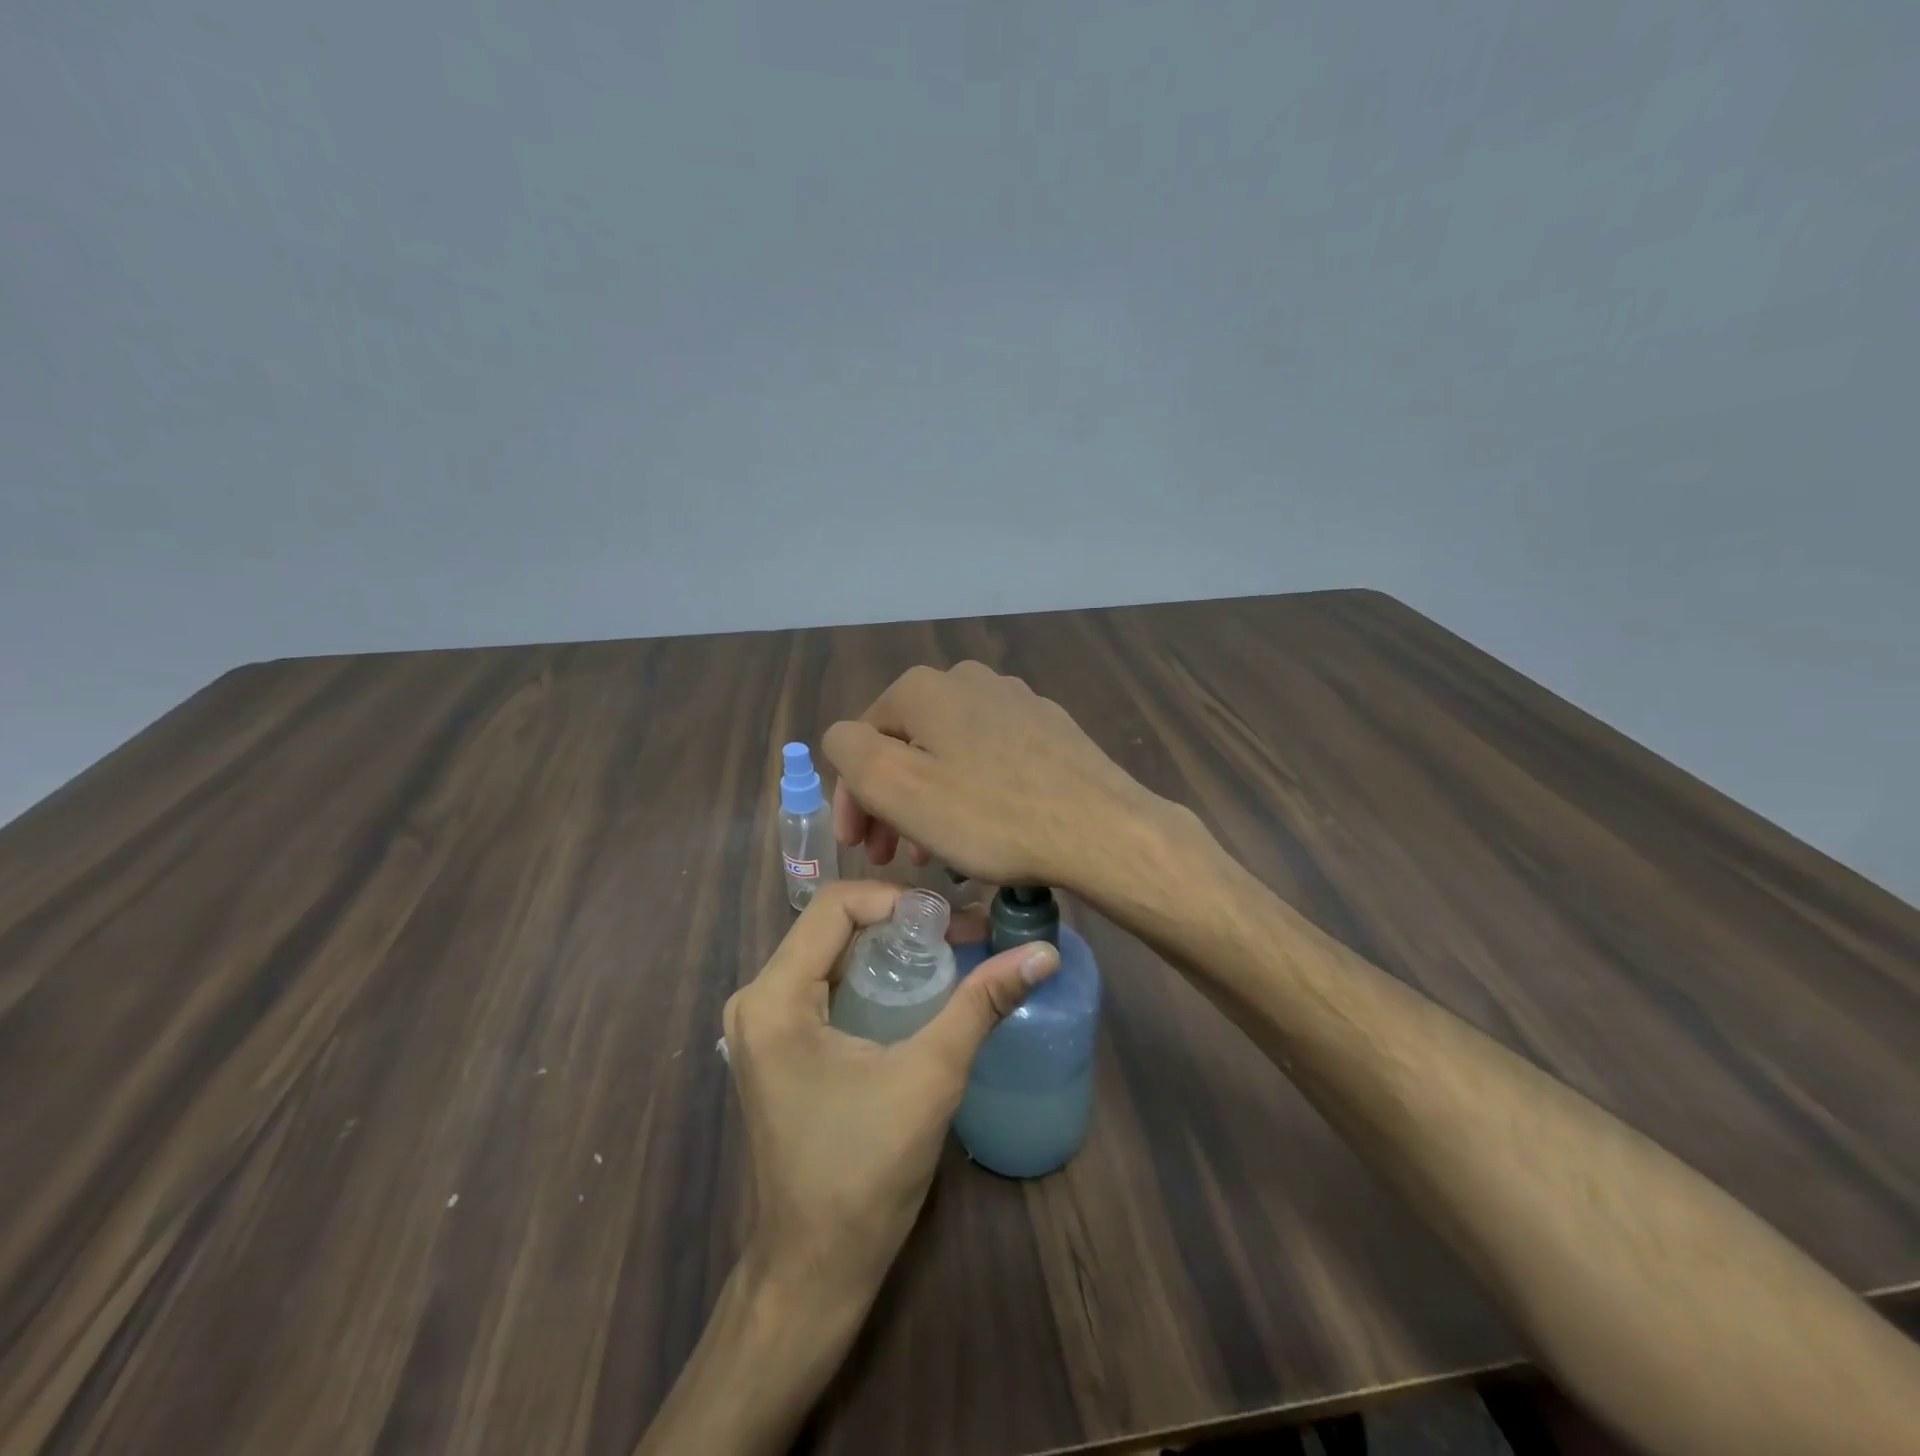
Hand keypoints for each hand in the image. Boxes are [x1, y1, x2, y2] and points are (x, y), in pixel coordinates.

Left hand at [722, 880, 1058, 1309]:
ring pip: (830, 953)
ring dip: (888, 948)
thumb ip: (982, 1004)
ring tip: (949, 953)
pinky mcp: (777, 1046)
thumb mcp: (930, 1077)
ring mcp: (763, 1025)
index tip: (952, 919)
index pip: (836, 905)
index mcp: (774, 997)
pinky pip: (825, 984)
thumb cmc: (865, 1173)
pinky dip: (871, 975)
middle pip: (832, 927)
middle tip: (962, 933)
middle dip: (899, 923)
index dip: (897, 900)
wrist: (815, 1269)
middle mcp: (757, 999)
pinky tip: (916, 988)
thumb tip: (1043, 953)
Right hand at [822, 661, 1177, 891]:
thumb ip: (850, 751)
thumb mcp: (897, 786)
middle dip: (891, 802)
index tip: (860, 848)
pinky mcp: (1050, 728)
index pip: (861, 740)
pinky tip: (985, 830)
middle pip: (908, 745)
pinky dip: (973, 793)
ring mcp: (1016, 700)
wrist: (1100, 829)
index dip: (853, 797)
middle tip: (892, 856)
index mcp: (925, 688)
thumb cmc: (989, 814)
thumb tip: (845, 738)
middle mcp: (968, 679)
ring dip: (930, 802)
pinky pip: (991, 760)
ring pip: (949, 754)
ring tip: (936, 854)